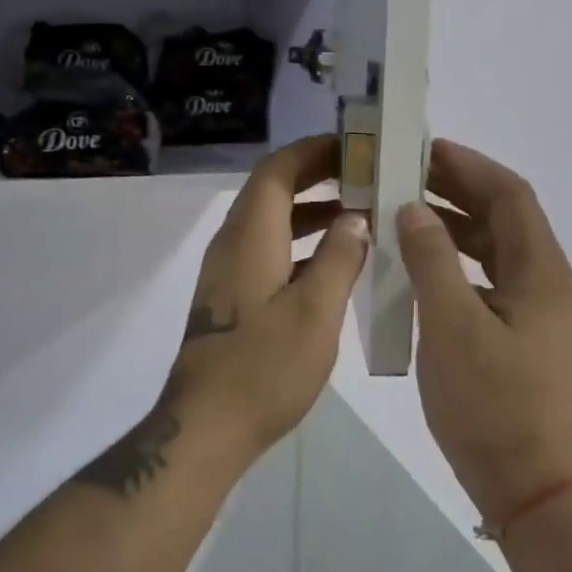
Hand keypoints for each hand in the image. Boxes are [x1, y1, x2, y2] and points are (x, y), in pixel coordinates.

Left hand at [168, 135, 370, 452]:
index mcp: (250, 236)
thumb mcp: (315, 312)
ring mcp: (227, 271)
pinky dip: (300, 241)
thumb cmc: (264, 367)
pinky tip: (334, 260)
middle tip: (365, 173)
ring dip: (310, 209)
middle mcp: (232, 243)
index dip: (313, 151)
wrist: (207, 425)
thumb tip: (355, 218)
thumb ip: (339, 258)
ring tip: (359, 211)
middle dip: (316, 175)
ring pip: (270, 221)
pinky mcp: (231, 296)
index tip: (354, 146)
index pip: (277, 170)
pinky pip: (267, 248)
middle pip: (272, 190)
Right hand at [396, 140, 571, 518]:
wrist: (523, 481)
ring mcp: (533, 308)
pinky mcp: (517, 330)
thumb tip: (413, 209)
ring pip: (492, 245)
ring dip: (452, 222)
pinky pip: (485, 275)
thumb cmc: (489, 403)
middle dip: (457, 189)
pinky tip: (417, 261)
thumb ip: (431, 261)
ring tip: (403, 208)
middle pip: (503, 216)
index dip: (470, 167)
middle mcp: (545, 281)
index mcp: (541, 273)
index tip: (424, 149)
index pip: (511, 196)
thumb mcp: (452, 326)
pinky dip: (453, 258)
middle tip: (405, 172)